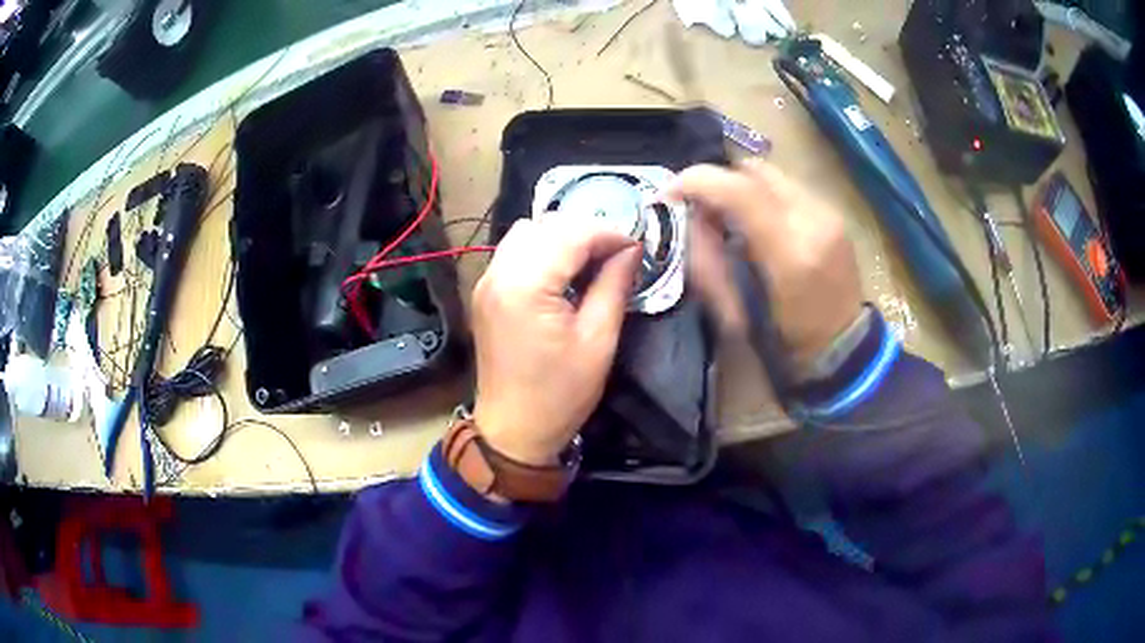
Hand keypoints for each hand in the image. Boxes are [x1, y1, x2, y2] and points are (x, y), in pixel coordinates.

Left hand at [471, 218, 641, 465]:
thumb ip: (614, 286)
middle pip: (546, 225)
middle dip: (586, 231)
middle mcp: (498, 273)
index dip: (609, 233)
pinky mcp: (485, 292)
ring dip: (562, 237)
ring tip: (592, 261)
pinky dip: (542, 250)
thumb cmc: (560, 394)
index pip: (571, 234)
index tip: (636, 246)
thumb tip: (631, 250)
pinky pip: (514, 251)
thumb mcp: (598, 341)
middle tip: (617, 253)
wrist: (514, 430)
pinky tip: (563, 273)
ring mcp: (486, 281)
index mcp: (526, 286)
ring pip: (527, 231)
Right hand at [668, 160, 863, 370]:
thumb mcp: (735, 313)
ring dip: (741, 188)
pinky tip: (760, 224)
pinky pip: (787, 187)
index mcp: (790, 254)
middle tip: (701, 208)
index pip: (738, 190)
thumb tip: (688, 218)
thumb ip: (707, 261)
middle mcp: (814, 221)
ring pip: (771, 174)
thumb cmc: (787, 341)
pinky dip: (764, 196)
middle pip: (753, 171)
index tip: (669, 194)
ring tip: (731, 217)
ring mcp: (828, 213)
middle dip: (718, 182)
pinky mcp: (834, 213)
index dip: (697, 182)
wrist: (843, 346)